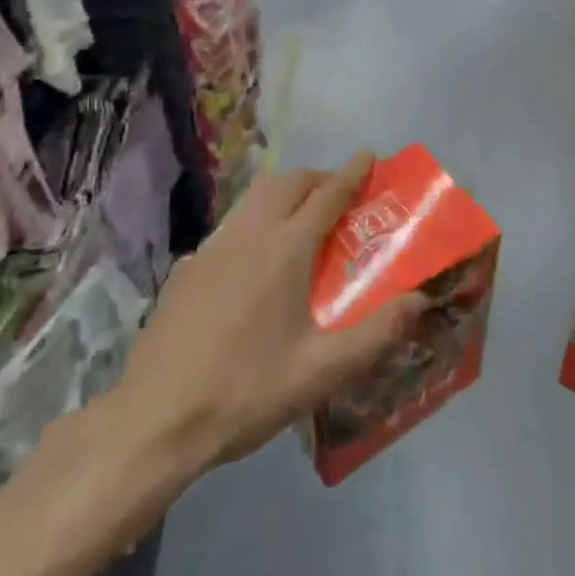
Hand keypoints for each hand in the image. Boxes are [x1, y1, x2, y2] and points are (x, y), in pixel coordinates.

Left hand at [108, 151, 421, 474]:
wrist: (154, 421)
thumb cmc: (245, 393)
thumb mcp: (320, 373)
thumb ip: (376, 335)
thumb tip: (420, 300)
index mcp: (285, 251)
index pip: (327, 196)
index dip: (351, 173)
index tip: (368, 154)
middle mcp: (249, 235)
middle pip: (287, 183)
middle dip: (316, 178)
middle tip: (337, 195)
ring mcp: (211, 248)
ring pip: (253, 198)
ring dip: (283, 193)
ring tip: (298, 219)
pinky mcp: (186, 269)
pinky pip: (229, 227)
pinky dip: (252, 223)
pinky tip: (251, 263)